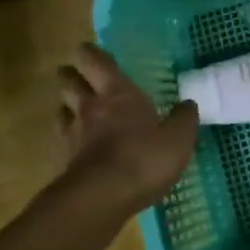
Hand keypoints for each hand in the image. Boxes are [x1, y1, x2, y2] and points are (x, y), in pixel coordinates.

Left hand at [57, 44, 198, 213]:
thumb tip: (188, 104)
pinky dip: (68, 137)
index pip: (95, 61)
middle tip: (81, 78)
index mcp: (117, 93)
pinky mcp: (64, 161)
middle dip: (71, 75)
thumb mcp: (178, 139)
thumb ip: (184, 119)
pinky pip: (62, 139)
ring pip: (61, 108)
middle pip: (68, 80)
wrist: (102, 198)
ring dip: (67, 105)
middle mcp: (90, 106)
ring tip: (77, 109)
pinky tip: (79, 144)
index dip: (90, 53)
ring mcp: (73, 134)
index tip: (91, 52)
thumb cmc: (144, 158)